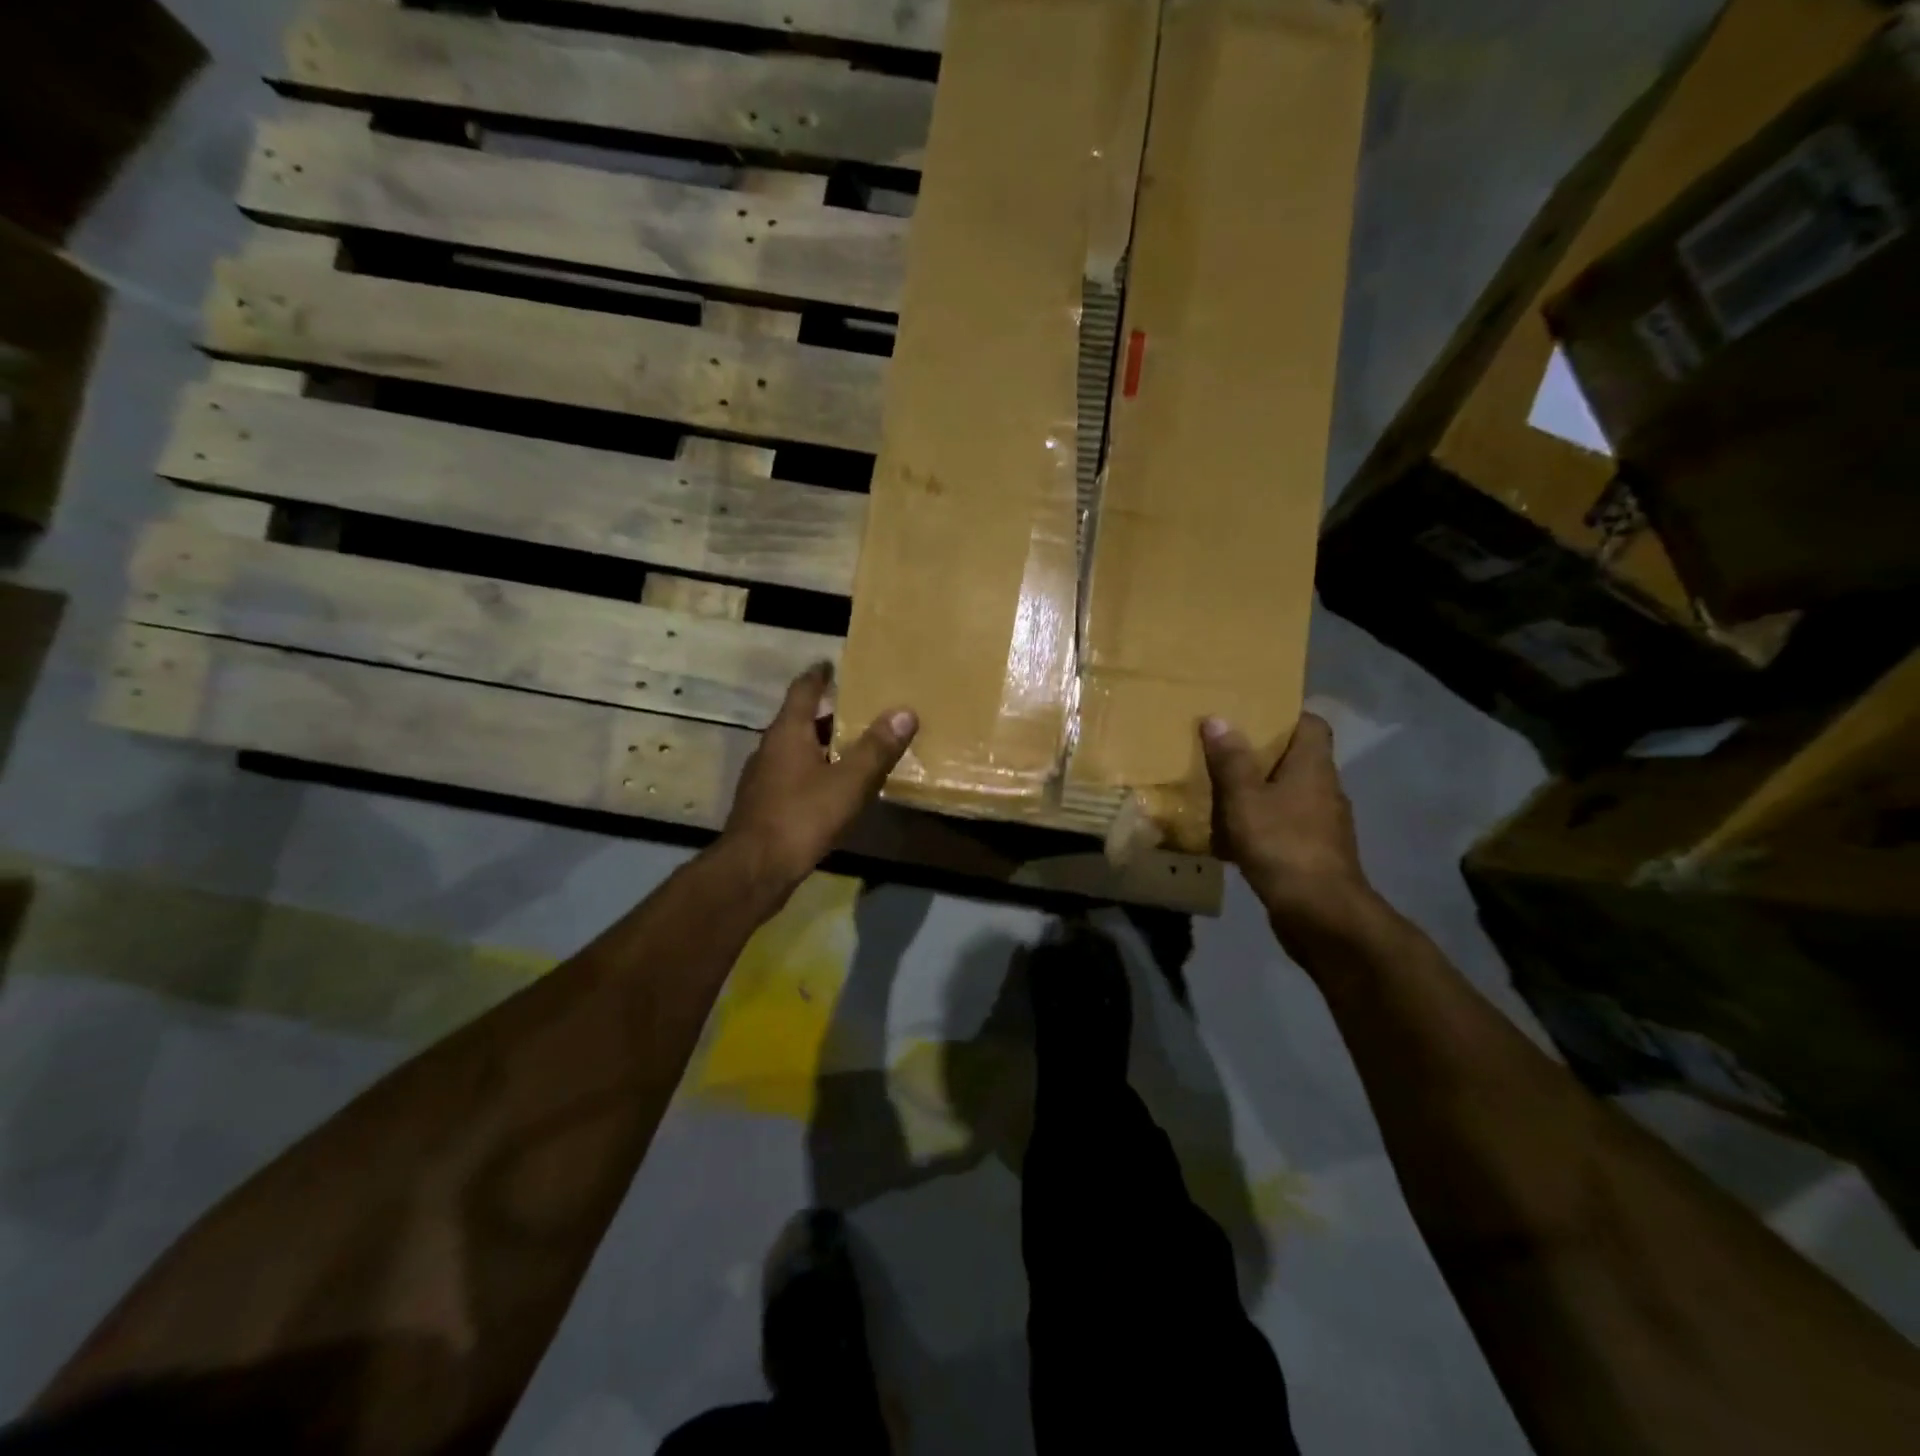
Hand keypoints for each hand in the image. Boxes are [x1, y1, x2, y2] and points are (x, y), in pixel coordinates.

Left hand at [721, 664, 917, 895]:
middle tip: (858, 709)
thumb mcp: (848, 782)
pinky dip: (814, 772)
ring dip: (821, 745)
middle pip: (799, 721)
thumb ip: (876, 748)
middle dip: (827, 714)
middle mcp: (770, 748)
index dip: (818, 675)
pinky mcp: (763, 805)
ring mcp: (763, 779)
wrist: (754, 869)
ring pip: (796, 751)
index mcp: (787, 733)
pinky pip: (793, 776)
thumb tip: (905, 711)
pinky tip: (833, 788)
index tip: (830, 663)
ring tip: (852, 748)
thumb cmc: (801, 816)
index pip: (802, 690)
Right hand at [1200, 714, 1379, 945]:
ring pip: (1289, 795)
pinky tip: (1232, 837)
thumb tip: (1218, 718)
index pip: (1312, 724)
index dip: (1285, 715)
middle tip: (1223, 750)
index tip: (1252, 715)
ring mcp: (1323, 824)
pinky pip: (1285, 827)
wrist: (1319, 913)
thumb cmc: (1282, 844)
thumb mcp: (1245, 799)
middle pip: (1297, 759)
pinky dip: (1262, 825)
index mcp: (1314, 767)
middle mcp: (1325, 789)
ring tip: (1221, 791)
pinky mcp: (1315, 853)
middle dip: (1262, 755)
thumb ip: (1230, 760)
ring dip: (1260, 793)